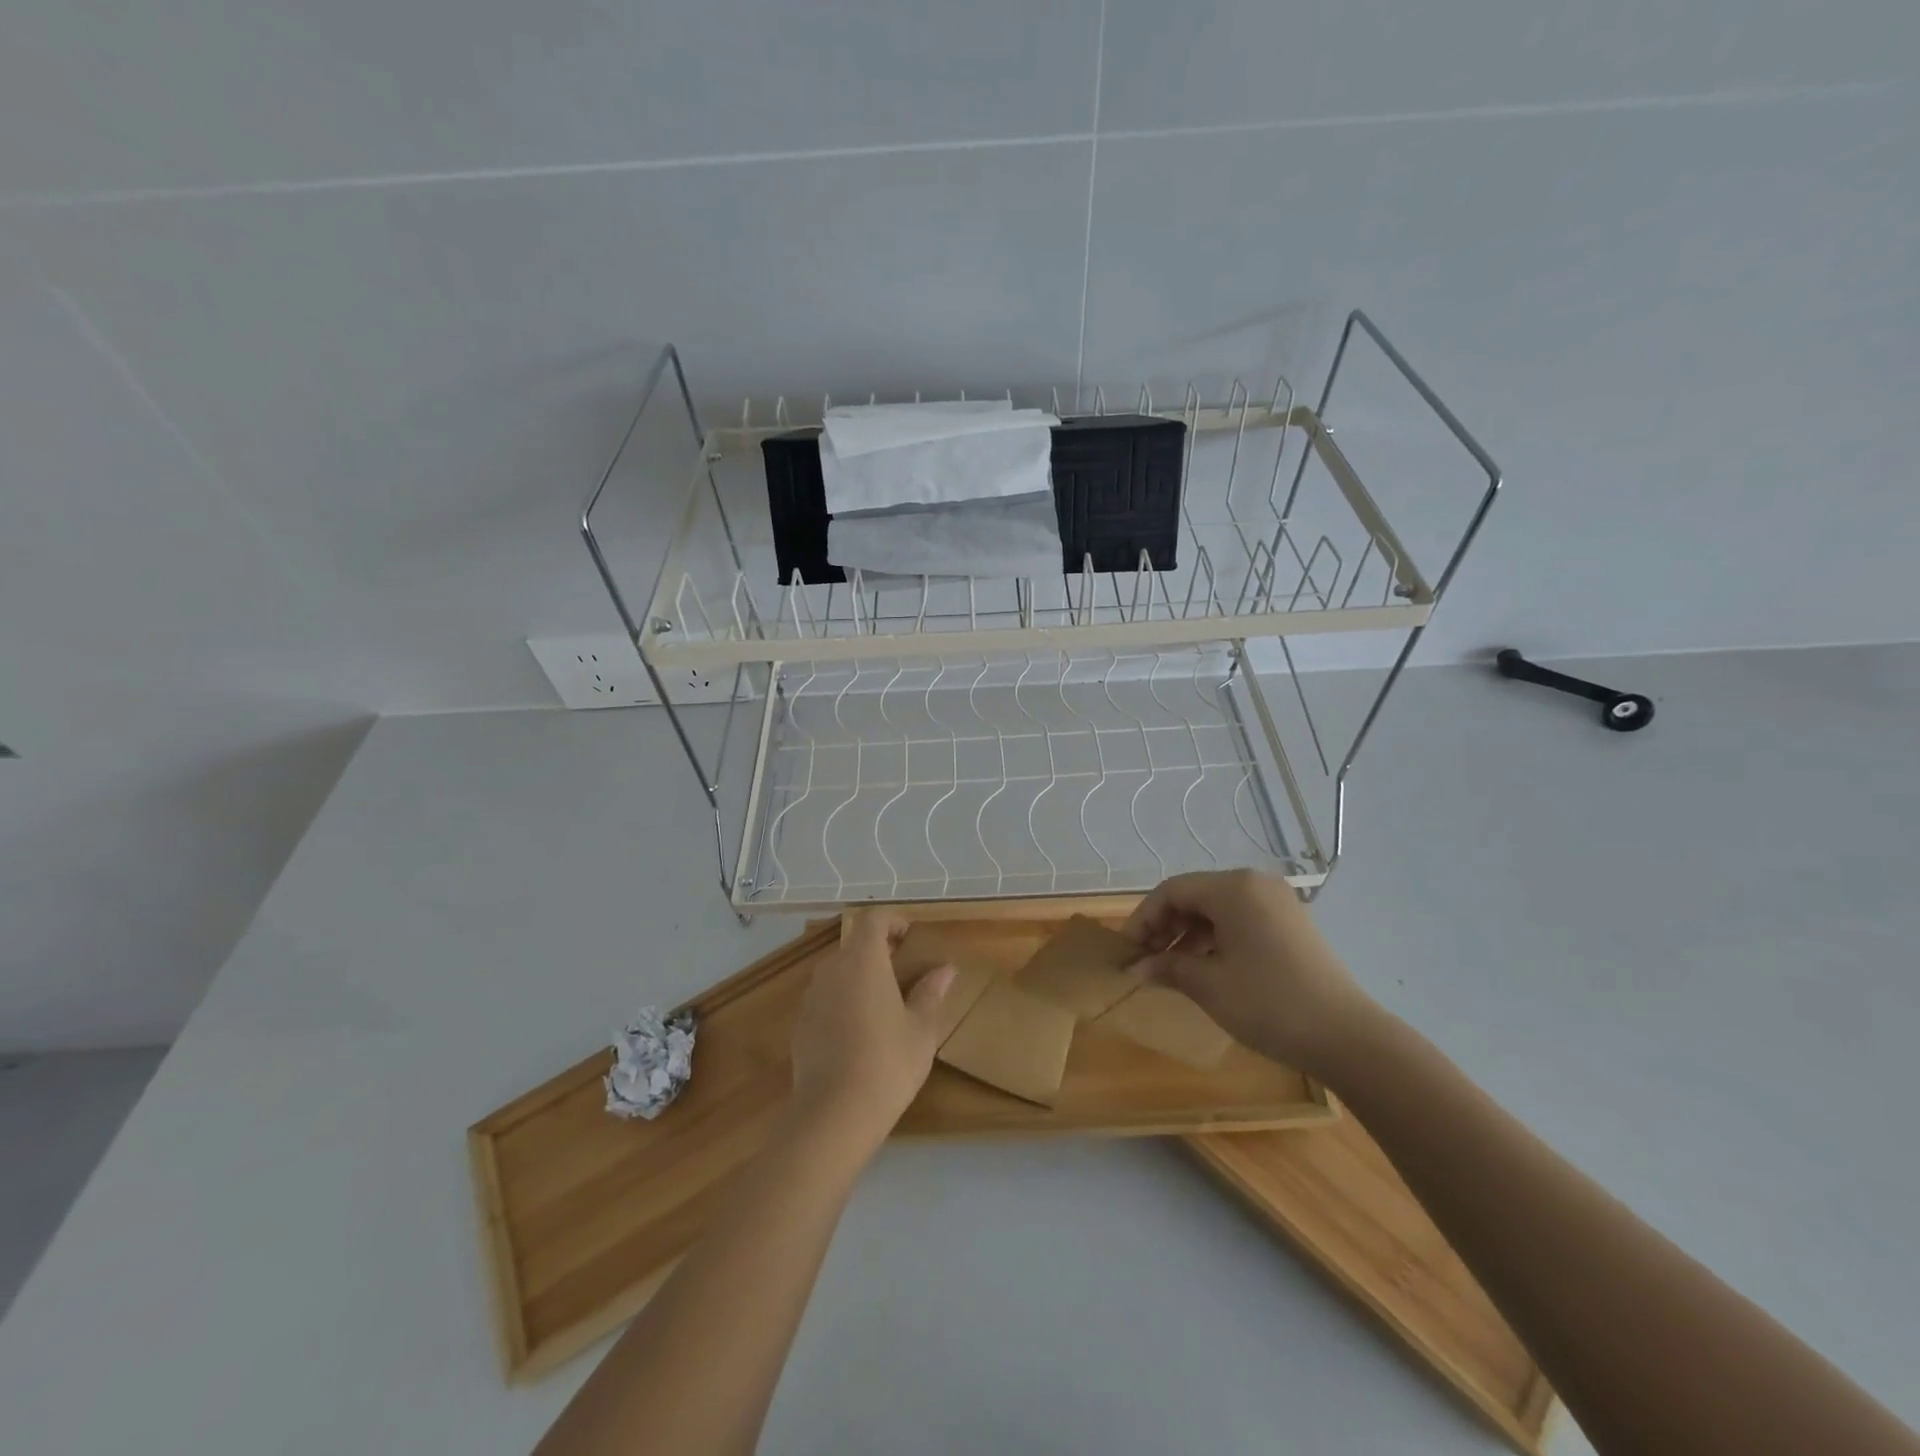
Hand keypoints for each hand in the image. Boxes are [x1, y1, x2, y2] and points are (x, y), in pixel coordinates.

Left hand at [788, 912, 955, 1157]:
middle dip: (880, 952)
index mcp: (863, 961)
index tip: (911, 938)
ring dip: (861, 978)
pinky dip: (844, 1002)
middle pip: (855, 945)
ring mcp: (812, 997)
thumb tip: (945, 969)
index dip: (894, 921)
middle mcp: (832, 969)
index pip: (874, 920)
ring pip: (839, 973)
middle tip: (905, 973)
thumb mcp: (921, 1029)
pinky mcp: (801, 1025)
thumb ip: (931, 993)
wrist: (834, 1114)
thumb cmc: (888, 1062)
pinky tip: (860, 1034)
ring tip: (886, 1005)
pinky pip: (826, 999)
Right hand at [1126, 868, 1372, 1074]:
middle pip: (1195, 896)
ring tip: (1174, 968)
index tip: (1127, 952)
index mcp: (1233, 888)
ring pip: (1217, 908)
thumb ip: (1167, 967)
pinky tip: (1207, 967)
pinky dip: (1217, 938)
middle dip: (1165, 926)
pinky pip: (1241, 919)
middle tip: (1147, 961)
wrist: (1347, 1038)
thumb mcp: (1209, 985)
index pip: (1172, 891)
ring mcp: (1278, 903)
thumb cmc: (1268, 1003)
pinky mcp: (1292, 924)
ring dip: (1189, 934)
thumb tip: (1135, 968)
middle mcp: (1256, 884)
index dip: (1143, 919)